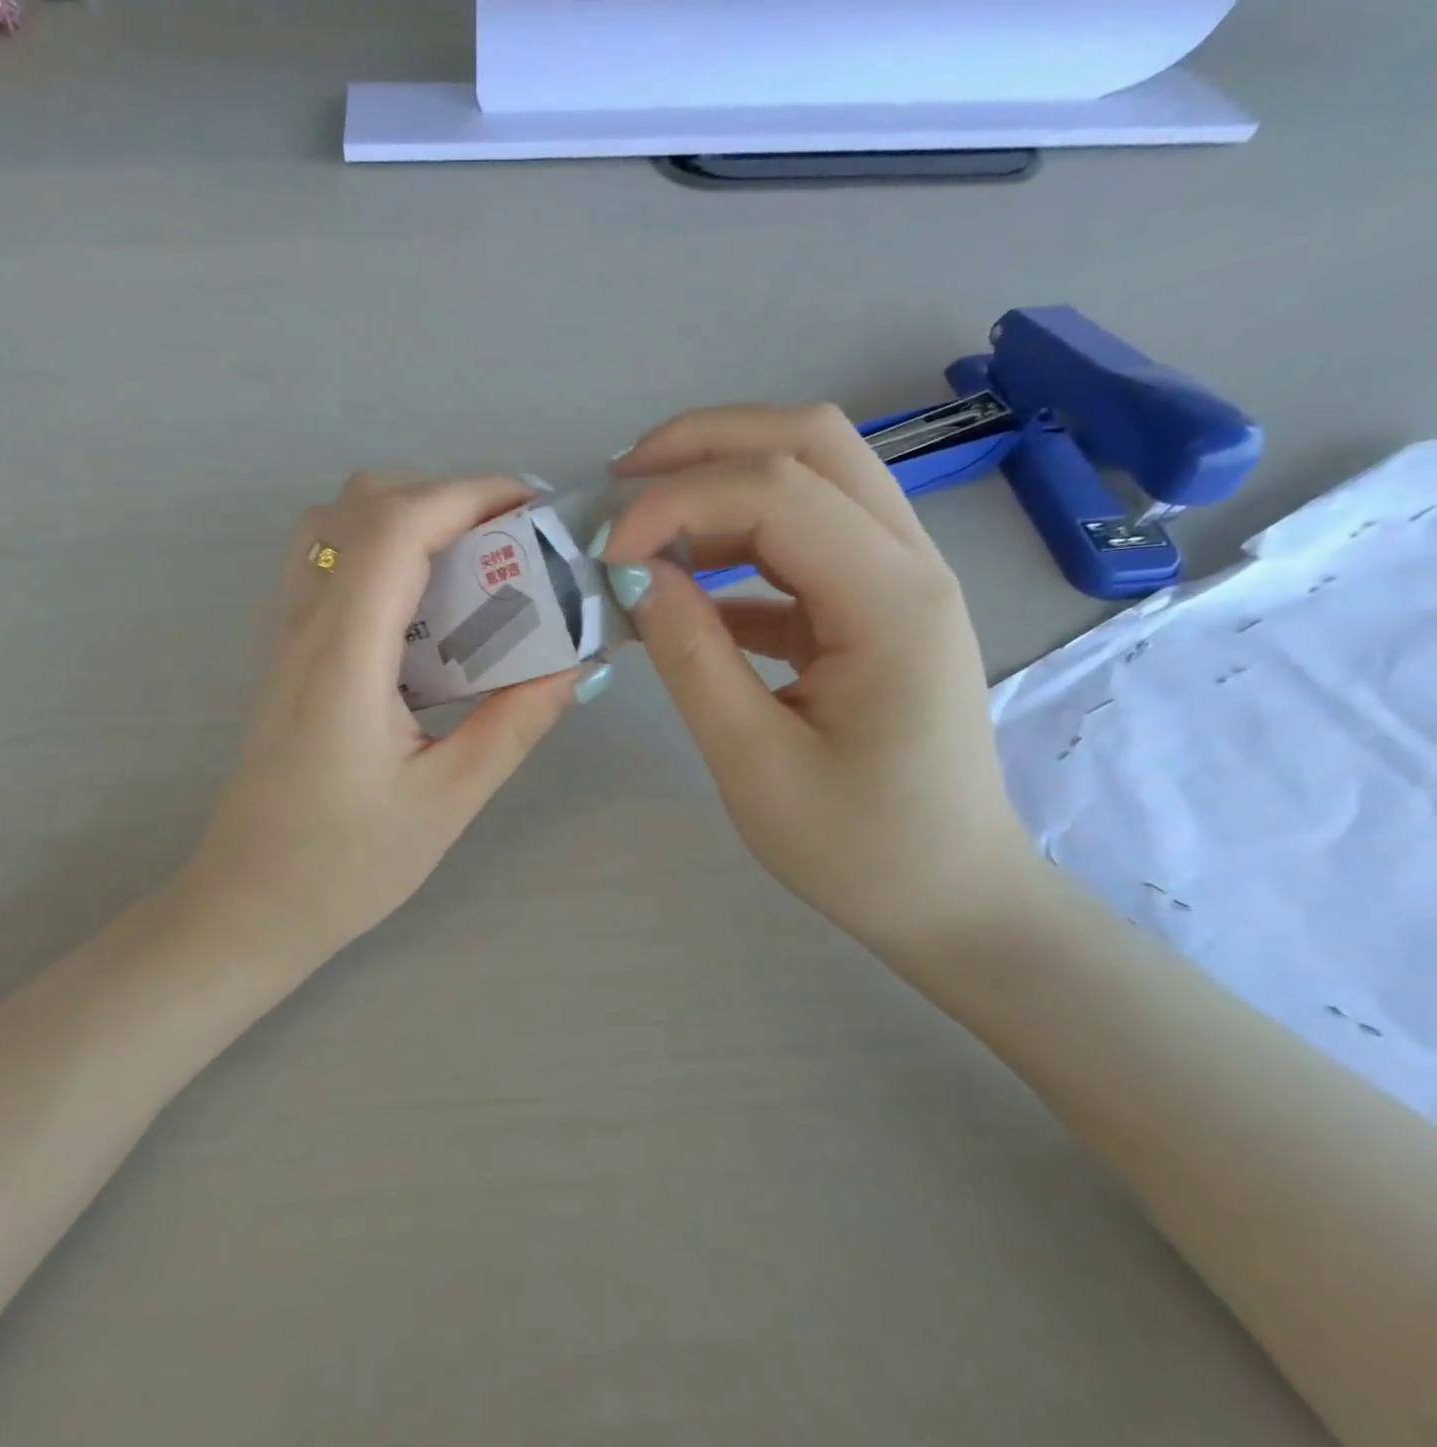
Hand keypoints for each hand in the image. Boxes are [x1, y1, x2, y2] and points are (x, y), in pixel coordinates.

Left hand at [181, 473, 597, 964]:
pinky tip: (422, 609)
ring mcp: (285, 637)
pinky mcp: (285, 657)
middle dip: (445, 499)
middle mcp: (304, 627)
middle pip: (361, 506)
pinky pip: (325, 566)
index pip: (397, 527)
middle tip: (511, 543)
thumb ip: (513, 724)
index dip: (469, 493)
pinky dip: (378, 552)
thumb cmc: (344, 865)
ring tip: (470, 565)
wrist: (249, 906)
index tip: (534, 508)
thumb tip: (574, 665)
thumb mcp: (446, 801)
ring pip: (334, 527)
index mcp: (344, 658)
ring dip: (406, 519)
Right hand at [598, 404, 1034, 958]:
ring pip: (811, 477)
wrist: (949, 895)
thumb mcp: (753, 761)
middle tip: (618, 486)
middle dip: (705, 445)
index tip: (605, 556)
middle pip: (811, 443)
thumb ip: (691, 656)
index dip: (676, 502)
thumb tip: (634, 574)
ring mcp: (897, 581)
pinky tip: (681, 586)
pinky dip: (734, 544)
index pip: (776, 491)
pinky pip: (802, 544)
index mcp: (890, 601)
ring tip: (640, 527)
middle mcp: (908, 565)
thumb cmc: (857, 847)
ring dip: (719, 483)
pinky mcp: (872, 609)